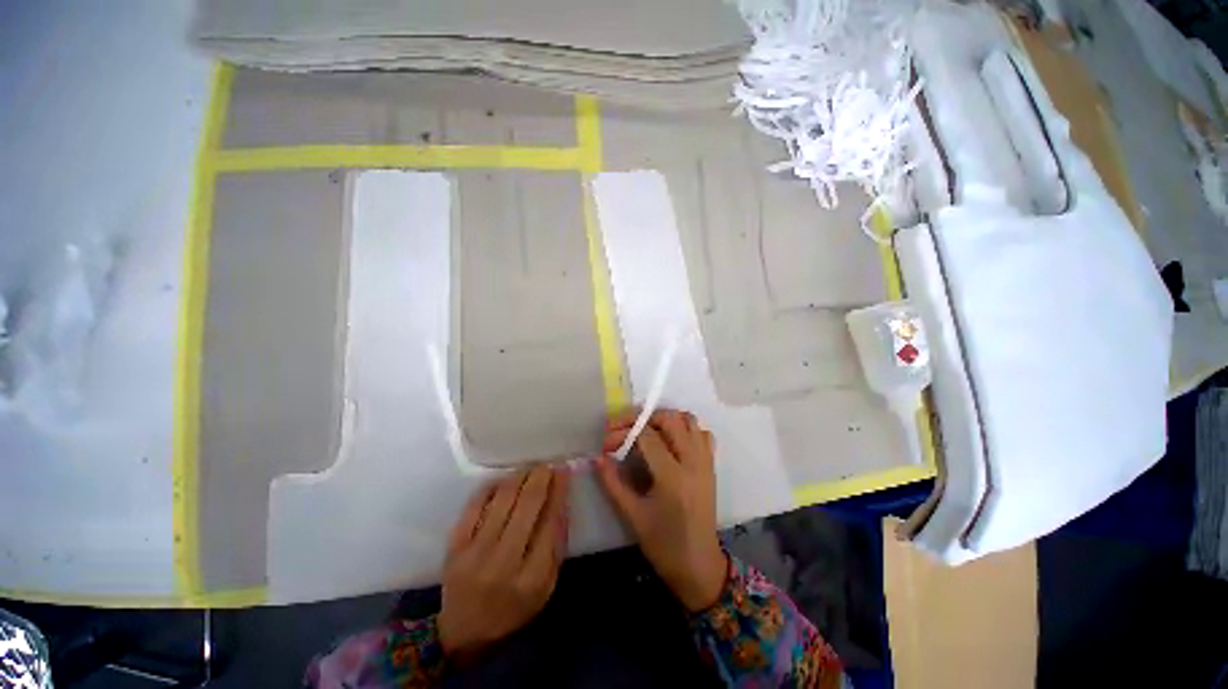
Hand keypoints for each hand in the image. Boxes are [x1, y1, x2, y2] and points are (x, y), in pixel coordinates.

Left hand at [439, 466, 568, 662]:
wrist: (464, 632)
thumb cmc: (513, 608)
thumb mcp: (546, 586)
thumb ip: (557, 545)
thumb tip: (561, 501)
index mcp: (532, 577)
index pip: (550, 522)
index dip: (559, 491)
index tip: (563, 471)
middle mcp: (503, 562)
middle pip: (527, 506)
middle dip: (540, 477)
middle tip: (547, 464)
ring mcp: (475, 553)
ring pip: (503, 500)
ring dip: (519, 477)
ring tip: (529, 468)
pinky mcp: (454, 546)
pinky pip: (475, 505)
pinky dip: (492, 486)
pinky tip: (504, 480)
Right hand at [596, 408, 727, 613]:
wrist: (699, 566)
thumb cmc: (663, 545)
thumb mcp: (632, 516)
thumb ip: (613, 483)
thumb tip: (597, 457)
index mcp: (672, 477)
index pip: (647, 436)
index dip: (623, 431)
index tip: (606, 442)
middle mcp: (693, 462)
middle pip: (670, 419)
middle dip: (643, 418)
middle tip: (624, 429)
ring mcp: (706, 462)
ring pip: (689, 421)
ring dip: (665, 419)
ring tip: (645, 431)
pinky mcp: (711, 466)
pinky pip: (701, 433)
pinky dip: (685, 428)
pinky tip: (670, 441)